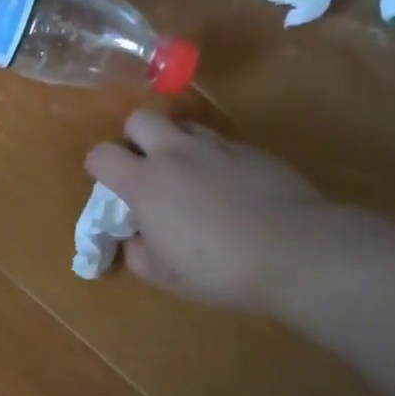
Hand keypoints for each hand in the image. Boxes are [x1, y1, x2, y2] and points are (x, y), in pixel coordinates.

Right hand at [85, 111, 335, 311]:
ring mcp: (217, 147)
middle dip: (135, 139)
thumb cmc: (219, 268)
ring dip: (175, 143)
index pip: (101, 155)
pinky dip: (213, 158)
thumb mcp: (164, 275)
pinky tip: (228, 188)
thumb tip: (134, 238)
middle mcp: (176, 153)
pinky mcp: (252, 150)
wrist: (296, 250)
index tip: (108, 186)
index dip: (98, 167)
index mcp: (145, 183)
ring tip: (187, 174)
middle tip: (146, 168)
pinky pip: (220, 143)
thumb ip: (137, 252)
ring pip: (183, 126)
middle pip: (140, 119)